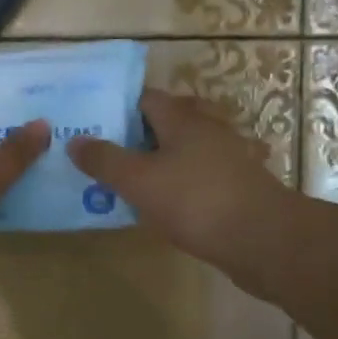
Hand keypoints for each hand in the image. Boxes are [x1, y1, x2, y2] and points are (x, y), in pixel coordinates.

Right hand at [67, 89, 291, 287]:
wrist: (263, 240)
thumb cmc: (196, 201)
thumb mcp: (139, 180)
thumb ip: (105, 160)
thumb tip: (75, 140)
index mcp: (183, 119)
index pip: (145, 98)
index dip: (117, 107)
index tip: (91, 123)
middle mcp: (207, 130)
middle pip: (165, 124)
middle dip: (135, 137)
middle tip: (103, 155)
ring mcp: (226, 159)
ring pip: (182, 152)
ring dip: (157, 163)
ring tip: (125, 182)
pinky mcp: (236, 188)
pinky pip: (197, 178)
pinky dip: (178, 186)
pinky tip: (162, 206)